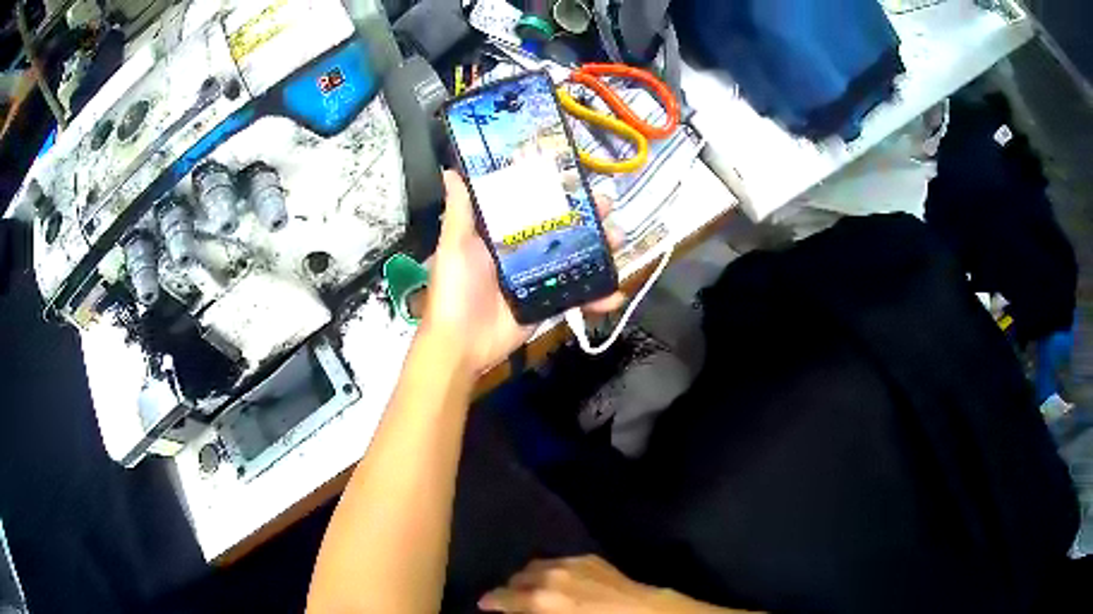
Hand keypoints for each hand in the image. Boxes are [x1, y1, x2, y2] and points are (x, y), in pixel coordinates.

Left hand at [421, 171, 625, 376]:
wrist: (461, 344)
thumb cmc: (455, 290)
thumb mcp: (455, 247)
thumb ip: (460, 211)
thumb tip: (450, 171)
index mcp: (501, 234)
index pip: (531, 205)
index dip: (554, 190)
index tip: (575, 175)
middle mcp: (523, 252)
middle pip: (561, 229)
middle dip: (587, 217)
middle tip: (606, 205)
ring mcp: (539, 278)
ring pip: (575, 259)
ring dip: (600, 250)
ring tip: (618, 240)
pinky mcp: (548, 304)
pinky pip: (577, 296)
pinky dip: (598, 297)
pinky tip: (616, 294)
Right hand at [479, 556, 710, 613]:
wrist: (643, 613)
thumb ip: (530, 612)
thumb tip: (518, 609)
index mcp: (539, 598)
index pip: (501, 597)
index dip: (490, 602)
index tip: (484, 605)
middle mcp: (549, 576)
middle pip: (517, 578)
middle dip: (512, 590)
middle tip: (513, 602)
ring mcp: (570, 563)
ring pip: (537, 567)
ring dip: (530, 578)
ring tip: (534, 591)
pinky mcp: (589, 559)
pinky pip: (559, 562)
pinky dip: (552, 572)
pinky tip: (560, 582)